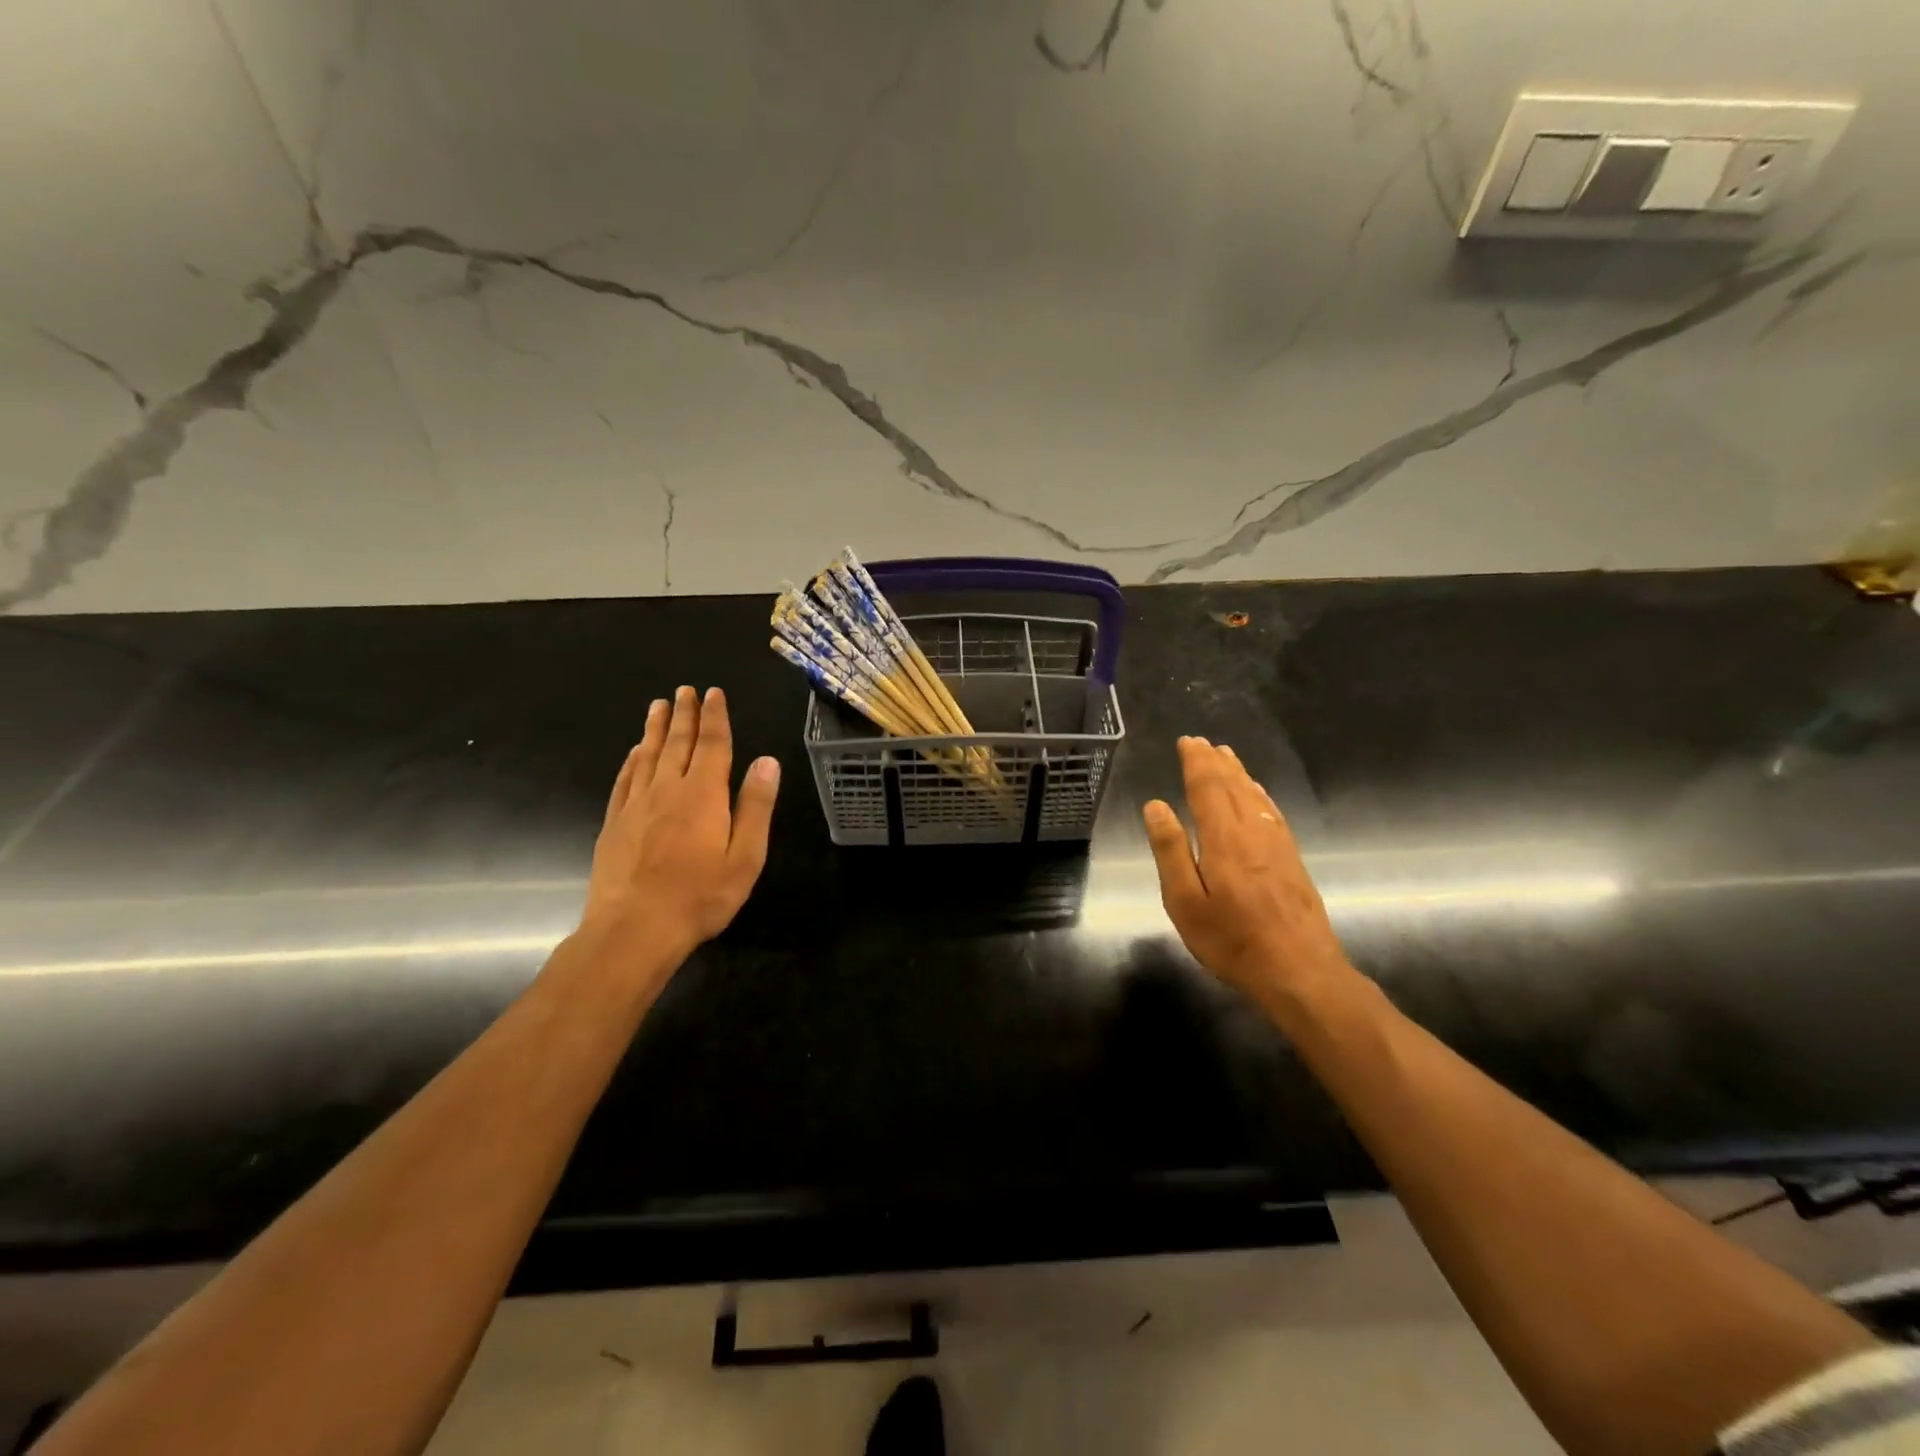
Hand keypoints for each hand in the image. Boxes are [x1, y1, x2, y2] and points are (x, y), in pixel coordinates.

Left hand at [581, 685, 780, 964]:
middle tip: (685, 690)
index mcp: (703, 794)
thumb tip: (767, 761)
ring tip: (658, 706)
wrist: (634, 929)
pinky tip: (635, 753)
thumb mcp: (745, 856)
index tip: (713, 693)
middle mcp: (667, 789)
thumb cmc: (700, 896)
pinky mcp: (615, 823)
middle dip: (684, 714)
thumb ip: (755, 806)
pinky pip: (625, 780)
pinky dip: (632, 760)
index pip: (712, 745)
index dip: (714, 717)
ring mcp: (636, 805)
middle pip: (677, 743)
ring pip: (648, 755)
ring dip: (656, 729)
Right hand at [1142, 736, 1350, 1003]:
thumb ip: (1170, 851)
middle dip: (1215, 762)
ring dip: (1238, 773)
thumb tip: (1155, 806)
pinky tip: (1257, 794)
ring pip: (1255, 796)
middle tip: (1202, 742)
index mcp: (1224, 839)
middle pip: (1233, 786)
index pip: (1207, 788)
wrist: (1300, 972)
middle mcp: (1253, 832)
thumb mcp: (1185, 902)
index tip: (1187, 741)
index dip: (1196, 762)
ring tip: (1226, 756)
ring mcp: (1278, 844)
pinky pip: (1272, 812)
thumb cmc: (1232, 941)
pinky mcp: (1292, 859)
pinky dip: (1259, 795)